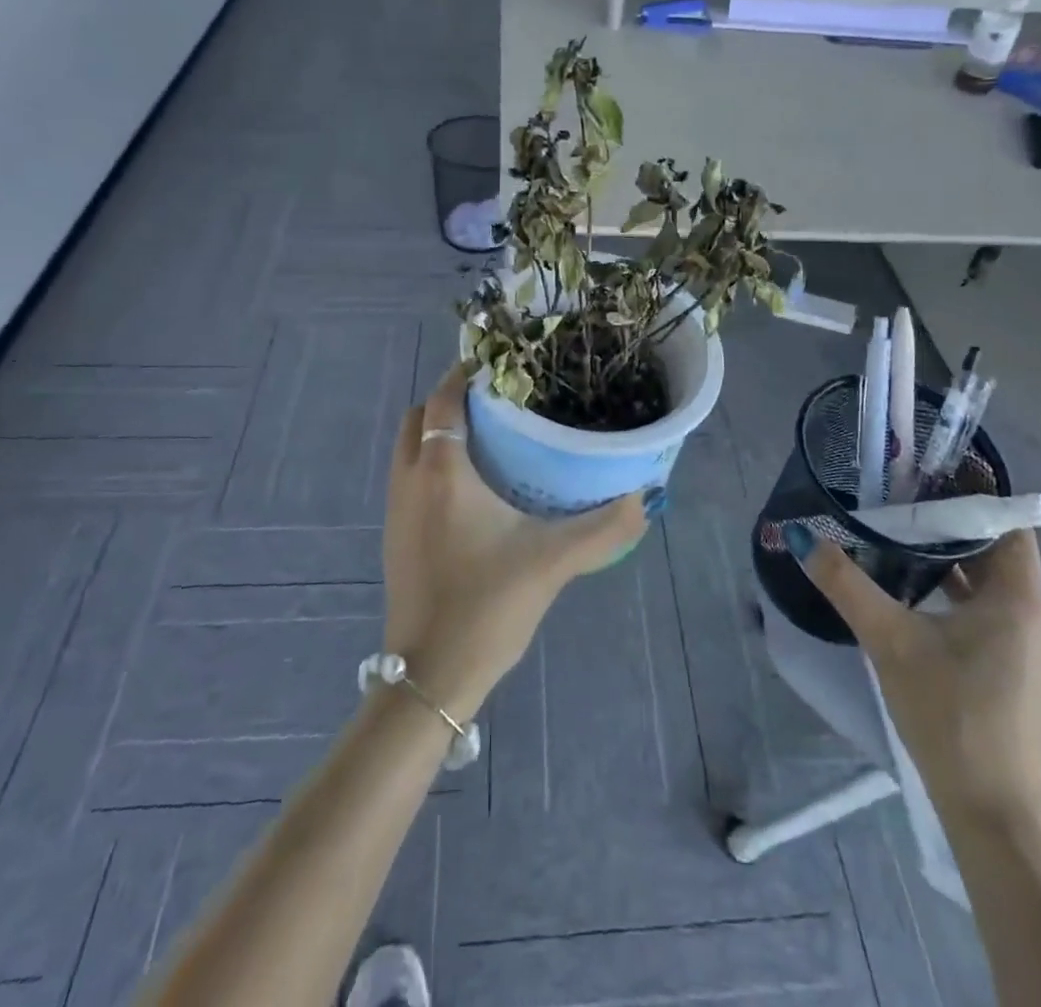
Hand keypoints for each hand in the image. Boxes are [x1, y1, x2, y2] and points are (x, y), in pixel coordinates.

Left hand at [382, 366, 646, 720]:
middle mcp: (410, 480)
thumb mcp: (553, 561)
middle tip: (499, 401)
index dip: (466, 374)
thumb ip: (604, 527)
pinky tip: (474, 488)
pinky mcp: (396, 537)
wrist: (429, 676)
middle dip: (451, 399)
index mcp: (441, 471)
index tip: (502, 364)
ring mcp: (396, 510)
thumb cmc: (486, 604)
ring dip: (439, 431)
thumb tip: (644, 498)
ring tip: (489, 436)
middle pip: (419, 417)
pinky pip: (410, 476)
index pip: (444, 400)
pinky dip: (433, 462)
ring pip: (410, 448)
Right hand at [785, 522, 1040, 824]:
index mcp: (1020, 597)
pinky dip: (959, 591)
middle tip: (900, 499)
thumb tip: (801, 535)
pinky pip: (991, 610)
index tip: (925, 474)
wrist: (992, 813)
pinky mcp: (1018, 670)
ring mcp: (1031, 646)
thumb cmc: (949, 714)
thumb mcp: (889, 640)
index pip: (1006, 521)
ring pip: (992, 582)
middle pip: (996, 548)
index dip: (971, 493)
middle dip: (951, 522)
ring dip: (952, 558)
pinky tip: (916, 591)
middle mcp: (1037, 614)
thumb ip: (845, 583)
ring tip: (901, 535)